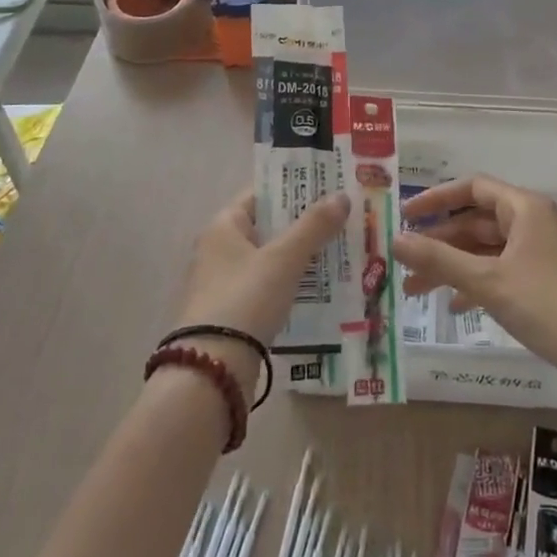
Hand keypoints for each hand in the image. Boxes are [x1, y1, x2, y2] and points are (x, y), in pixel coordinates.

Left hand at [172, 187, 349, 390]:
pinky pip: (269, 286)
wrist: (211, 370)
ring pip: (271, 258)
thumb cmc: (245, 299)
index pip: (262, 194)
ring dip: (302, 255)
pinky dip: (293, 283)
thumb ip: (314, 226)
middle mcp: (219, 249)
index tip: (329, 186)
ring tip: (342, 250)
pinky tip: (322, 287)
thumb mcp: (284, 259)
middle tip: (344, 218)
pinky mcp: (234, 313)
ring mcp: (225, 283)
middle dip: (305, 223)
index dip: (294, 188)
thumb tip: (342, 195)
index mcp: (224, 226)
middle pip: (269, 226)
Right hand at [396, 175, 556, 404]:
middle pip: (478, 221)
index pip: (473, 187)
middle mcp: (536, 221)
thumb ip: (438, 259)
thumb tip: (394, 240)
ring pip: (489, 249)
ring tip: (416, 289)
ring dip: (454, 265)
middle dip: (440, 241)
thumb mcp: (486, 281)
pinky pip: (504, 269)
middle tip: (404, 260)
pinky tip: (456, 306)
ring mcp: (545, 251)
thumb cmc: (546, 305)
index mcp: (526, 208)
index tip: (405, 216)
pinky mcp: (549, 278)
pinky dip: (478, 282)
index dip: (436, 199)